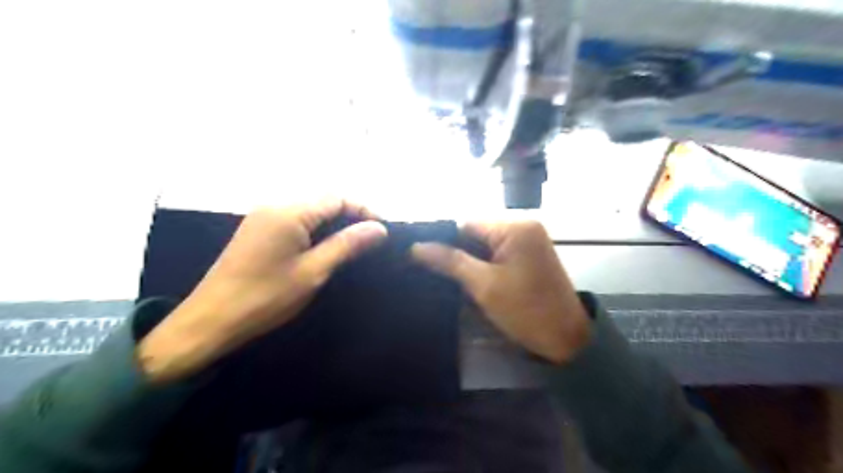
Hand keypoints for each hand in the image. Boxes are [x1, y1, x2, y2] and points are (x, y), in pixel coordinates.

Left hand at [139, 199, 387, 384]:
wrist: (210, 320)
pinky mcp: (257, 229)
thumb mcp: (313, 271)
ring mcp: (263, 216)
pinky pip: (295, 220)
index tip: (383, 230)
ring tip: (354, 244)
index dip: (364, 209)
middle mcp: (275, 205)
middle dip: (350, 215)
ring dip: (334, 222)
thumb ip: (347, 245)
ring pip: (310, 210)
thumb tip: (378, 228)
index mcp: (289, 212)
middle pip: (323, 200)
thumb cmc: (265, 297)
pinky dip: (316, 229)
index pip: (337, 198)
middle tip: (371, 239)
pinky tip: (325, 247)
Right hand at [413, 219, 588, 363]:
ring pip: (485, 243)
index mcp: (515, 227)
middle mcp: (523, 225)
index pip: (466, 224)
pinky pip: (497, 252)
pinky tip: (467, 277)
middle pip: (476, 232)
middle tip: (429, 269)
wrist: (567, 339)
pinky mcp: (529, 254)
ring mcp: (528, 239)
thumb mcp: (484, 285)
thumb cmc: (526, 311)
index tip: (420, 257)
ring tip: (444, 274)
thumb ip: (450, 262)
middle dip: (455, 251)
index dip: (443, 240)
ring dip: (468, 258)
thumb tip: (416, 247)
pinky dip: (482, 263)